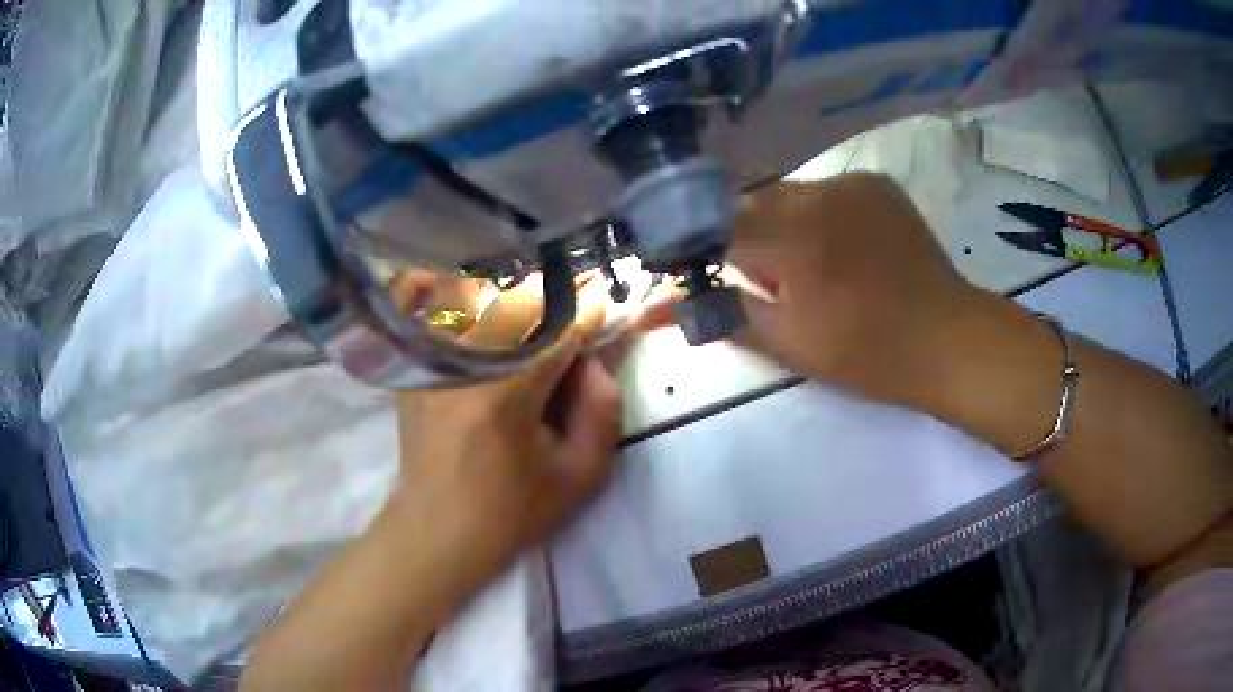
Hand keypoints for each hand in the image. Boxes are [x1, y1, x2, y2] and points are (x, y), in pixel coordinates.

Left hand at [392, 295, 621, 581]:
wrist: (438, 530)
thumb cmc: (513, 509)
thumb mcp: (581, 474)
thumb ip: (603, 408)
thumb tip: (594, 358)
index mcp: (505, 393)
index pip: (558, 328)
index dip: (587, 313)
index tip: (603, 306)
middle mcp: (461, 363)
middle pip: (517, 302)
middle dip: (552, 303)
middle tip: (571, 318)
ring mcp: (430, 361)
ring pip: (479, 299)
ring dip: (513, 303)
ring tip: (532, 323)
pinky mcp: (415, 367)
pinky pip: (443, 314)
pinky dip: (466, 304)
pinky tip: (483, 316)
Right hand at [730, 173, 976, 407]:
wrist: (947, 339)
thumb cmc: (867, 353)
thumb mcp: (788, 344)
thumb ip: (723, 313)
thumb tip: (660, 306)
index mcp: (792, 238)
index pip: (716, 228)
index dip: (706, 252)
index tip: (711, 277)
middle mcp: (816, 194)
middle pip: (751, 204)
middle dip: (746, 238)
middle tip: (774, 281)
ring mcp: (850, 183)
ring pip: (787, 194)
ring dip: (782, 224)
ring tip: (812, 263)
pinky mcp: (876, 183)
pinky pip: (824, 191)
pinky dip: (816, 214)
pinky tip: (840, 245)